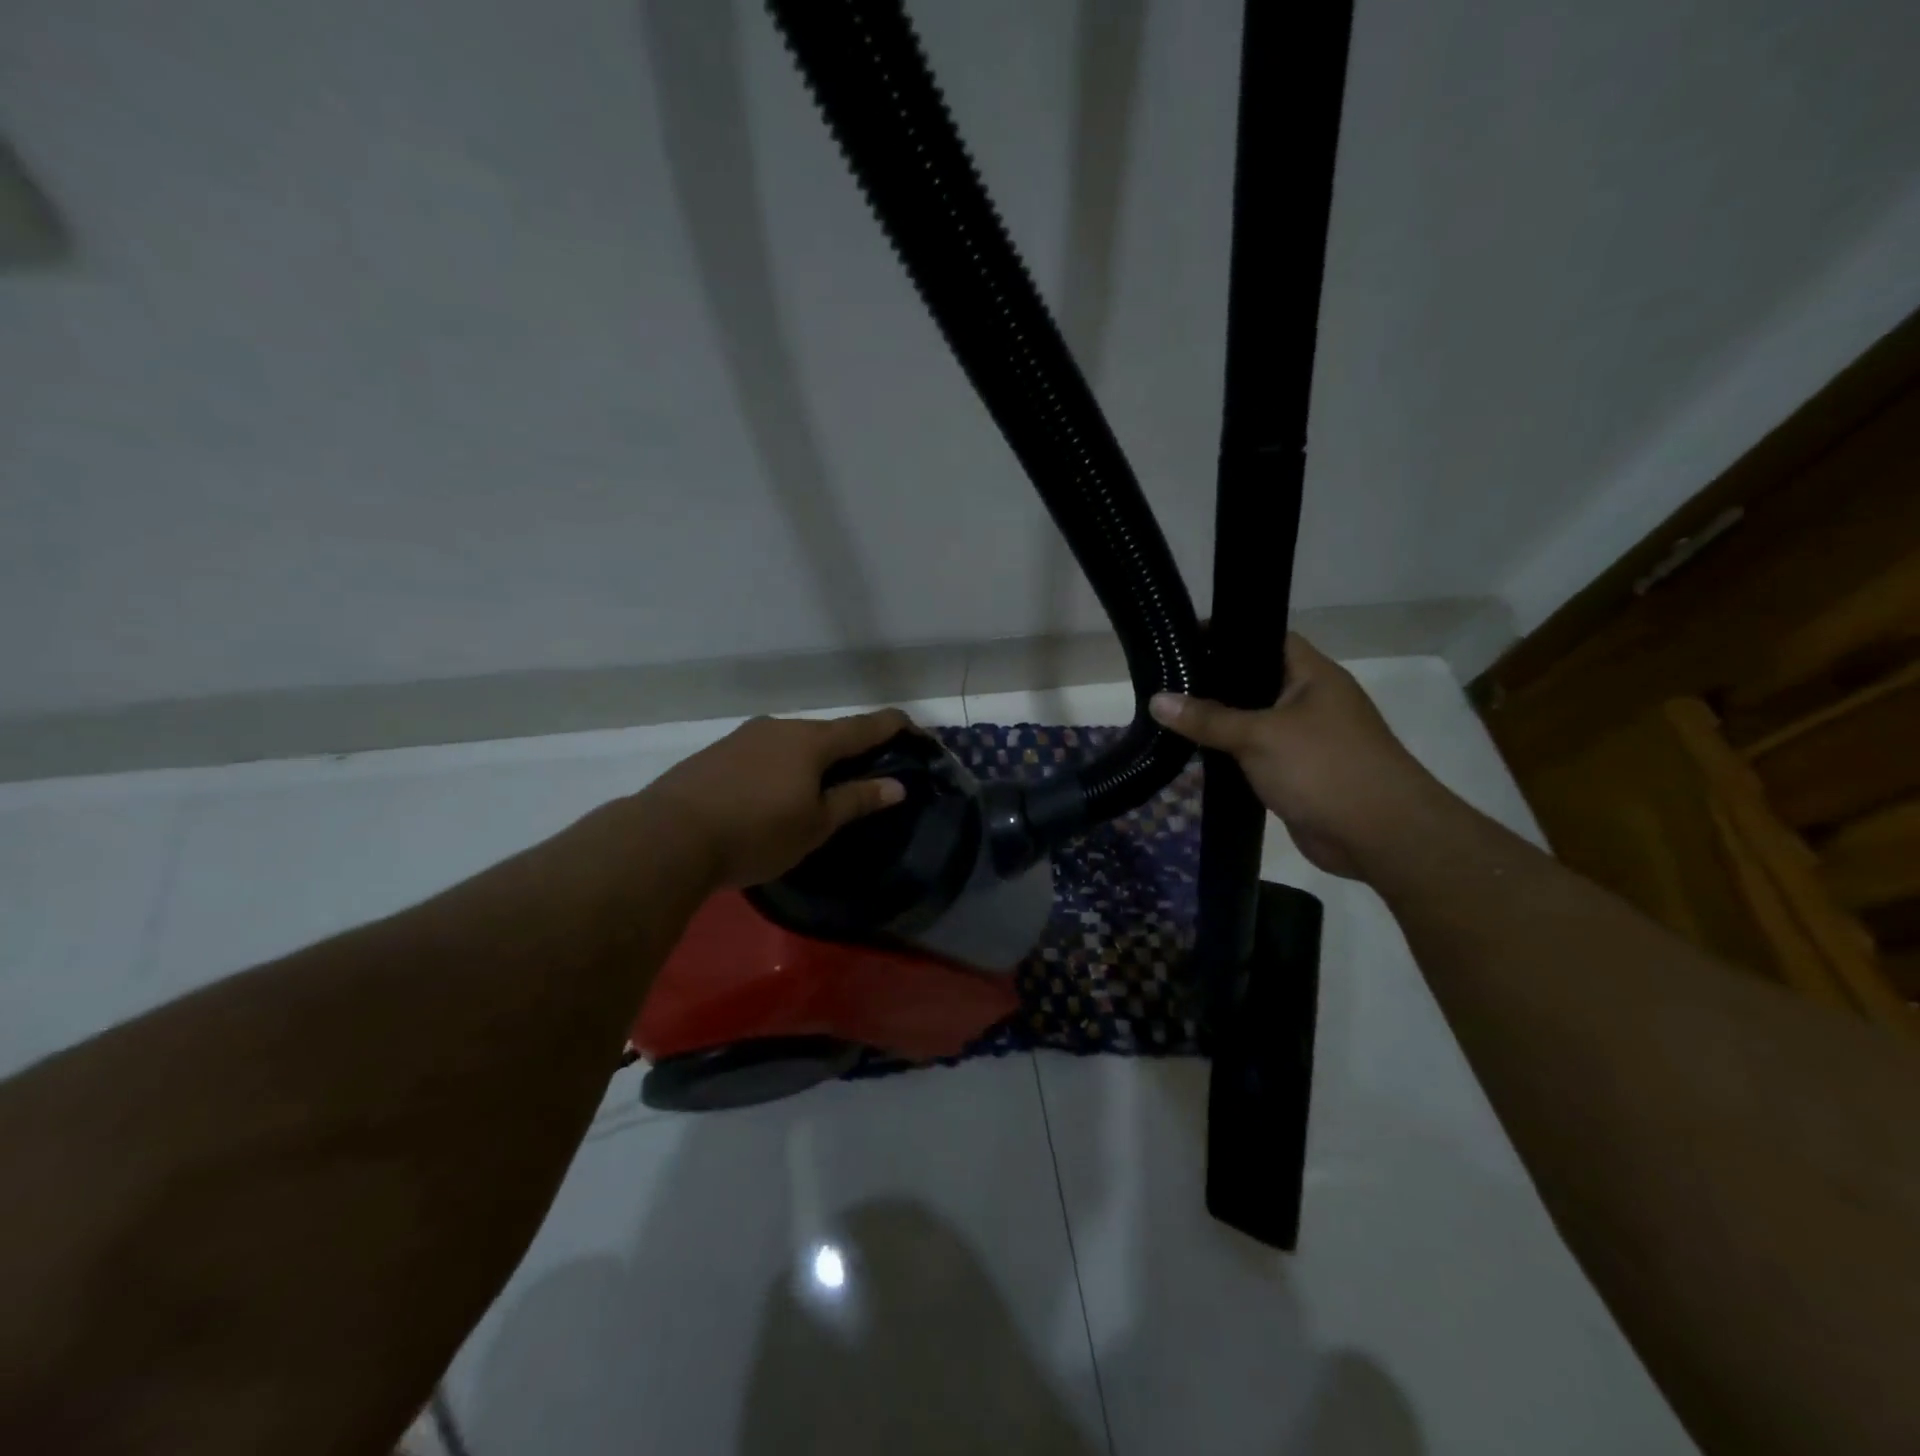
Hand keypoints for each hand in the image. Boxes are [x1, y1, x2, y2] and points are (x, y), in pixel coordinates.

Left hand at [643, 709, 915, 887]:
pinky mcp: (717, 753)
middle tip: (864, 777)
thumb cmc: (756, 832)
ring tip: (816, 792)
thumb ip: (856, 799)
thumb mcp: (815, 825)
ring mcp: (745, 737)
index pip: (866, 726)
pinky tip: (772, 795)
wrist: (669, 836)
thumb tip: (897, 785)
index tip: (916, 731)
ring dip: (812, 761)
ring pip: (793, 743)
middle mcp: (781, 728)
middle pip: (828, 733)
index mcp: (812, 741)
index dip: (895, 726)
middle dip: (850, 750)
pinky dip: (781, 767)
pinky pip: (764, 754)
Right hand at [1150, 635, 1445, 879]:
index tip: (1181, 642)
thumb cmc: (1325, 768)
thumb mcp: (1260, 736)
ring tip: (1168, 716)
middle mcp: (1310, 701)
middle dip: (1213, 683)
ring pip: (1252, 721)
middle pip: (1253, 681)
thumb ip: (1208, 718)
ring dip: (1218, 724)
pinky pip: (1255, 755)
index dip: (1225, 636)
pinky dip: (1229, 755)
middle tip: (1165, 682)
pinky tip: (1193, 755)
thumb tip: (1156, 699)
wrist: (1380, 836)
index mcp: (1313, 676)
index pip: (1265, 639)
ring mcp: (1304, 739)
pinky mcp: (1295, 773)